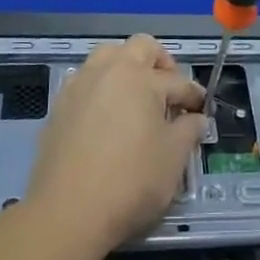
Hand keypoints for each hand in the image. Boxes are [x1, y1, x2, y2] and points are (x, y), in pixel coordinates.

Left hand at [25, 34, 206, 255]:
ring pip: (107, 57)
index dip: (193, 96)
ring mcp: (79, 85)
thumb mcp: (173, 158)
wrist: (68, 212)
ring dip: (126, 68)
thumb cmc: (130, 182)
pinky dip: (102, 88)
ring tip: (136, 97)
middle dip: (160, 63)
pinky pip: (86, 81)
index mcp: (141, 78)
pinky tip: (107, 116)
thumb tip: (195, 119)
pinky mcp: (59, 106)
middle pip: (140, 47)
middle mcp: (109, 70)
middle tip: (169, 90)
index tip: (201, 110)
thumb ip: (188, 131)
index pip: (177, 81)